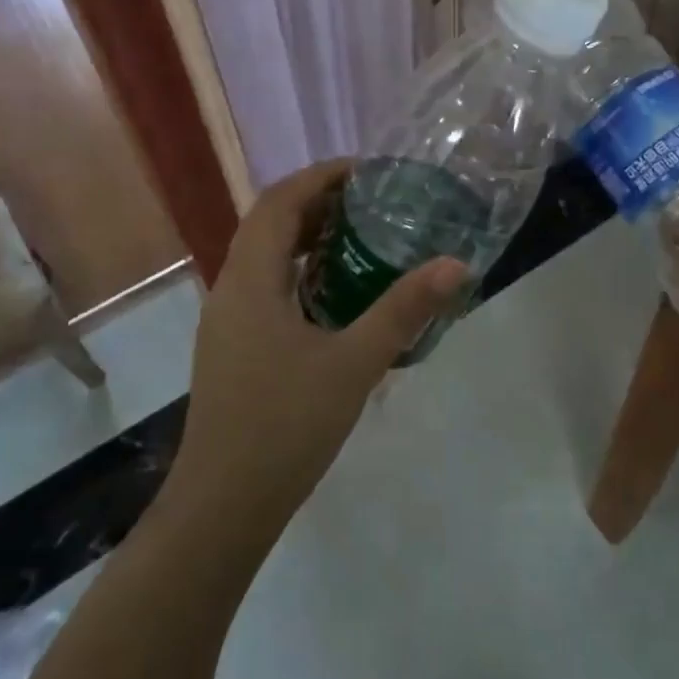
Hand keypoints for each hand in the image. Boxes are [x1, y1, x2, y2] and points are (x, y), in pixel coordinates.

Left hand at [169, 159, 467, 539]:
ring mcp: (227, 321)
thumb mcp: (354, 363)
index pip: (279, 201)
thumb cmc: (285, 426)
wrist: (222, 506)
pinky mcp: (232, 347)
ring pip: (263, 256)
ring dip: (304, 236)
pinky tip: (334, 294)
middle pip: (268, 223)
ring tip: (358, 237)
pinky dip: (297, 271)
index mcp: (250, 279)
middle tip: (370, 202)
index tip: (365, 172)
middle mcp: (230, 289)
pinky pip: (264, 286)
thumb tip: (455, 265)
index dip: (319, 177)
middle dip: (316, 202)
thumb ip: (404, 310)